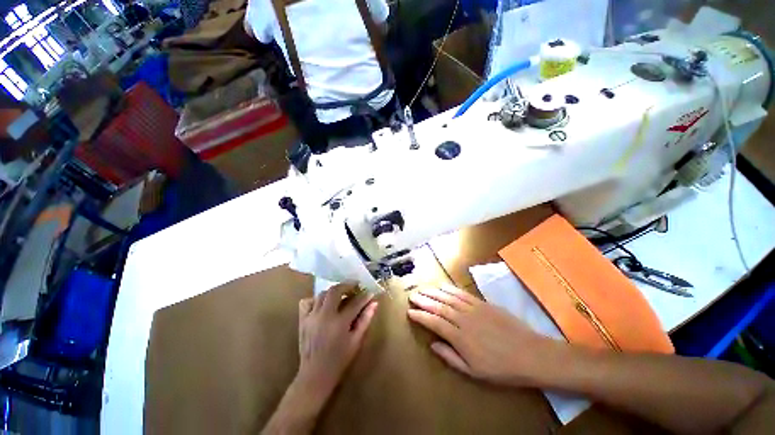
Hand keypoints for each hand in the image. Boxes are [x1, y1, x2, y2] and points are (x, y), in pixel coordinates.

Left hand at [296, 284, 377, 395]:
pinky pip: (306, 302)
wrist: (314, 376)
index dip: (365, 296)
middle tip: (355, 286)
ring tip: (341, 294)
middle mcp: (324, 316)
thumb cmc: (339, 360)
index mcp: (339, 323)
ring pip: (322, 294)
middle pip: (335, 290)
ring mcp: (311, 317)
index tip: (370, 293)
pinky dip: (315, 299)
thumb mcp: (356, 342)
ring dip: (333, 291)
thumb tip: (374, 303)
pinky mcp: (302, 320)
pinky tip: (323, 303)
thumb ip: (365, 320)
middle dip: (347, 285)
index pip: (355, 302)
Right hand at [407, 285, 558, 386]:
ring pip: (448, 297)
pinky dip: (449, 289)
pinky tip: (442, 286)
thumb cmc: (500, 368)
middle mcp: (463, 319)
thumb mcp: (473, 371)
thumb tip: (433, 345)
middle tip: (412, 295)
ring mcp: (473, 309)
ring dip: (434, 292)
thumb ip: (450, 357)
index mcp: (460, 337)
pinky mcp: (482, 303)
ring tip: (423, 289)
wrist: (530, 354)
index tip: (410, 312)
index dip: (421, 316)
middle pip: (439, 306)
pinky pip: (462, 294)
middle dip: (424, 300)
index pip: (434, 322)